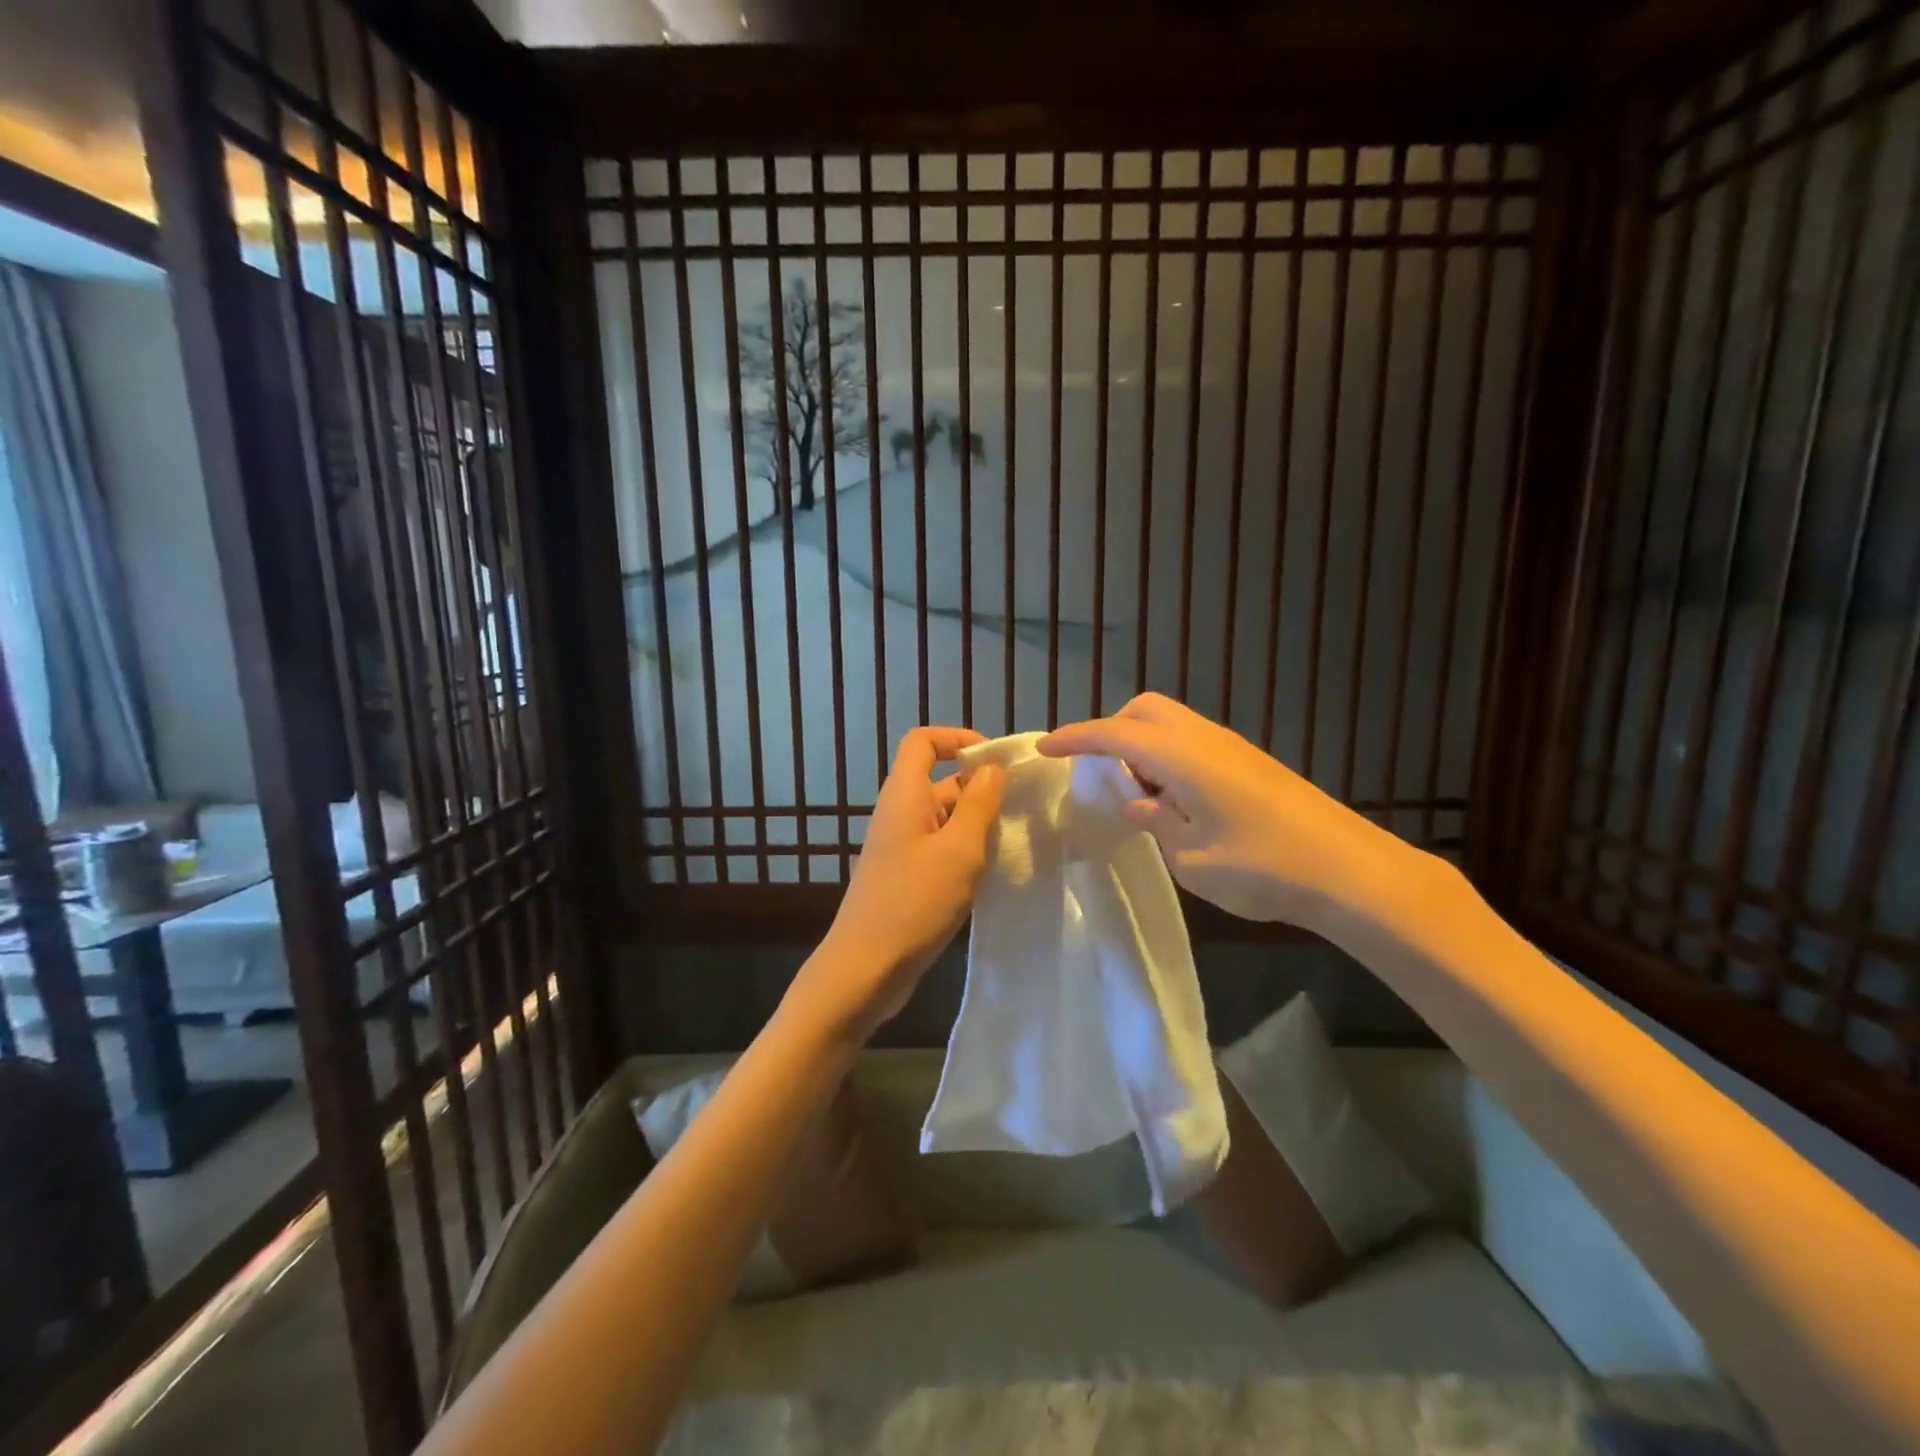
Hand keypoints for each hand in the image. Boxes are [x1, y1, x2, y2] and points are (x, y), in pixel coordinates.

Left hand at [795, 727, 1007, 1041]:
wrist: (866, 969)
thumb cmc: (914, 902)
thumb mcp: (959, 849)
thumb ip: (979, 804)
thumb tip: (992, 769)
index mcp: (904, 795)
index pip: (923, 741)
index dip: (958, 739)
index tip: (996, 762)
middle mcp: (900, 814)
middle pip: (940, 780)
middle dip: (981, 788)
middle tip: (1023, 809)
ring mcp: (902, 848)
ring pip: (945, 819)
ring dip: (978, 824)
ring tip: (1015, 842)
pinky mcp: (907, 877)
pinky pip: (941, 849)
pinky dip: (967, 852)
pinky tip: (993, 873)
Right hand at [1040, 694, 1421, 933]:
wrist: (1351, 872)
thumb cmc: (1264, 868)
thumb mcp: (1192, 859)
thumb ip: (1156, 823)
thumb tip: (1138, 802)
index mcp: (1183, 757)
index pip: (1114, 734)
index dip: (1074, 738)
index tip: (1043, 748)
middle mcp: (1205, 739)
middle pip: (1145, 709)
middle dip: (1111, 730)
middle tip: (1099, 772)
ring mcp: (1232, 748)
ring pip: (1171, 723)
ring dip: (1142, 745)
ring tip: (1137, 794)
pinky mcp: (1250, 763)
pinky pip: (1192, 741)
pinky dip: (1168, 757)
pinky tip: (1175, 801)